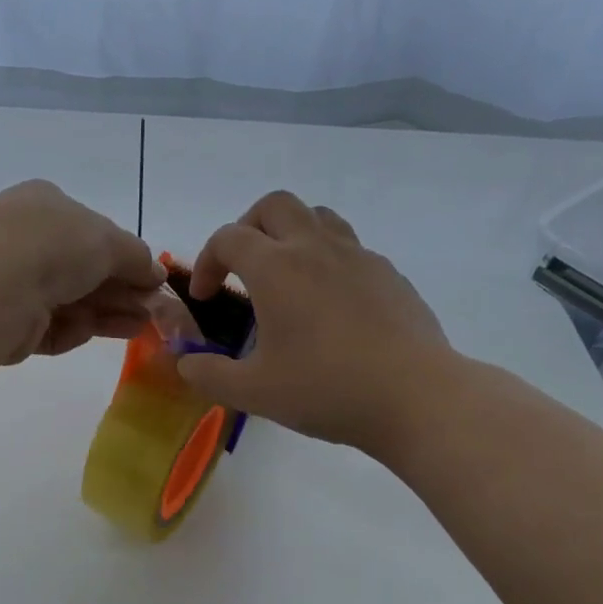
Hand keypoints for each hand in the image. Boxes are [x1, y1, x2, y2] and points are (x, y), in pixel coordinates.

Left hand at [0, 180, 164, 362]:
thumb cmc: (51, 245)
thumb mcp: (107, 240)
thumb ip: (137, 257)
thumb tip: (156, 272)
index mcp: (44, 204)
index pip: (92, 230)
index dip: (125, 256)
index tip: (153, 280)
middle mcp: (24, 239)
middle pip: (83, 269)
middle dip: (121, 289)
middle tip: (153, 310)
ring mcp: (12, 282)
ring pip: (70, 300)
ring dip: (108, 312)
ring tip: (142, 326)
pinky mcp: (7, 323)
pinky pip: (50, 326)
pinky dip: (76, 329)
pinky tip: (103, 333)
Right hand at [175, 191, 454, 450]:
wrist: (416, 397)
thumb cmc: (326, 389)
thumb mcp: (253, 392)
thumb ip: (208, 374)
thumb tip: (186, 363)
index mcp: (276, 269)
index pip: (228, 238)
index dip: (207, 262)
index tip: (208, 297)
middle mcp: (315, 248)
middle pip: (275, 205)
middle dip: (248, 228)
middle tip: (243, 268)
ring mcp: (358, 256)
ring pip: (318, 216)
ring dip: (291, 234)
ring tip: (286, 276)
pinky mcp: (389, 274)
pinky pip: (350, 248)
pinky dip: (328, 261)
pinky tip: (330, 306)